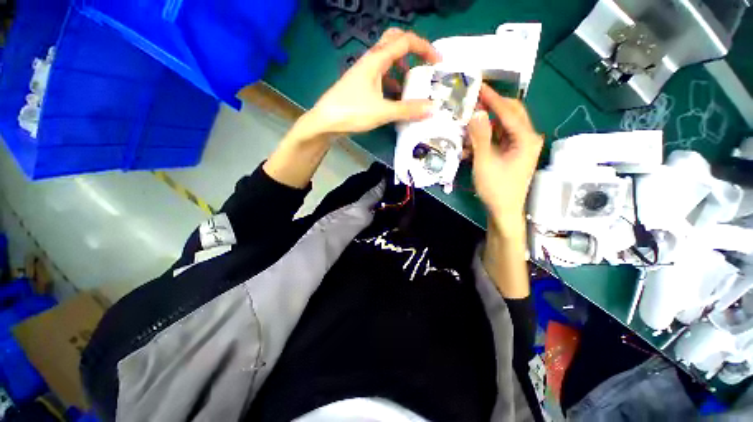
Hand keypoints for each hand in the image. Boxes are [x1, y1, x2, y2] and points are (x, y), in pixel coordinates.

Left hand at [304, 28, 440, 135]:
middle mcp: (370, 62)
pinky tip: (396, 98)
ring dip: (402, 68)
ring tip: (412, 85)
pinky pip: (380, 78)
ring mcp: (364, 74)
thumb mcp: (382, 112)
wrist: (325, 122)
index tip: (437, 62)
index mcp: (376, 60)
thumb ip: (407, 110)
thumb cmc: (352, 112)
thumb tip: (432, 108)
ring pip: (387, 62)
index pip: (405, 41)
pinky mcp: (360, 86)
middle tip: (423, 65)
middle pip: (394, 42)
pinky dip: (392, 83)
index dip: (425, 48)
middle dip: (412, 50)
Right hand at [468, 85, 543, 234]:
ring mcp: (521, 146)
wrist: (504, 210)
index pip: (508, 111)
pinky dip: (486, 136)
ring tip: (470, 119)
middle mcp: (528, 138)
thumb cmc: (496, 187)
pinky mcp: (513, 153)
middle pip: (511, 114)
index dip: (493, 98)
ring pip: (504, 125)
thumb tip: (475, 112)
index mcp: (526, 138)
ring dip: (487, 122)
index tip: (479, 86)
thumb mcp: (485, 161)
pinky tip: (472, 140)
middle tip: (475, 99)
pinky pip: (500, 138)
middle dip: (493, 105)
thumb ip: (480, 136)